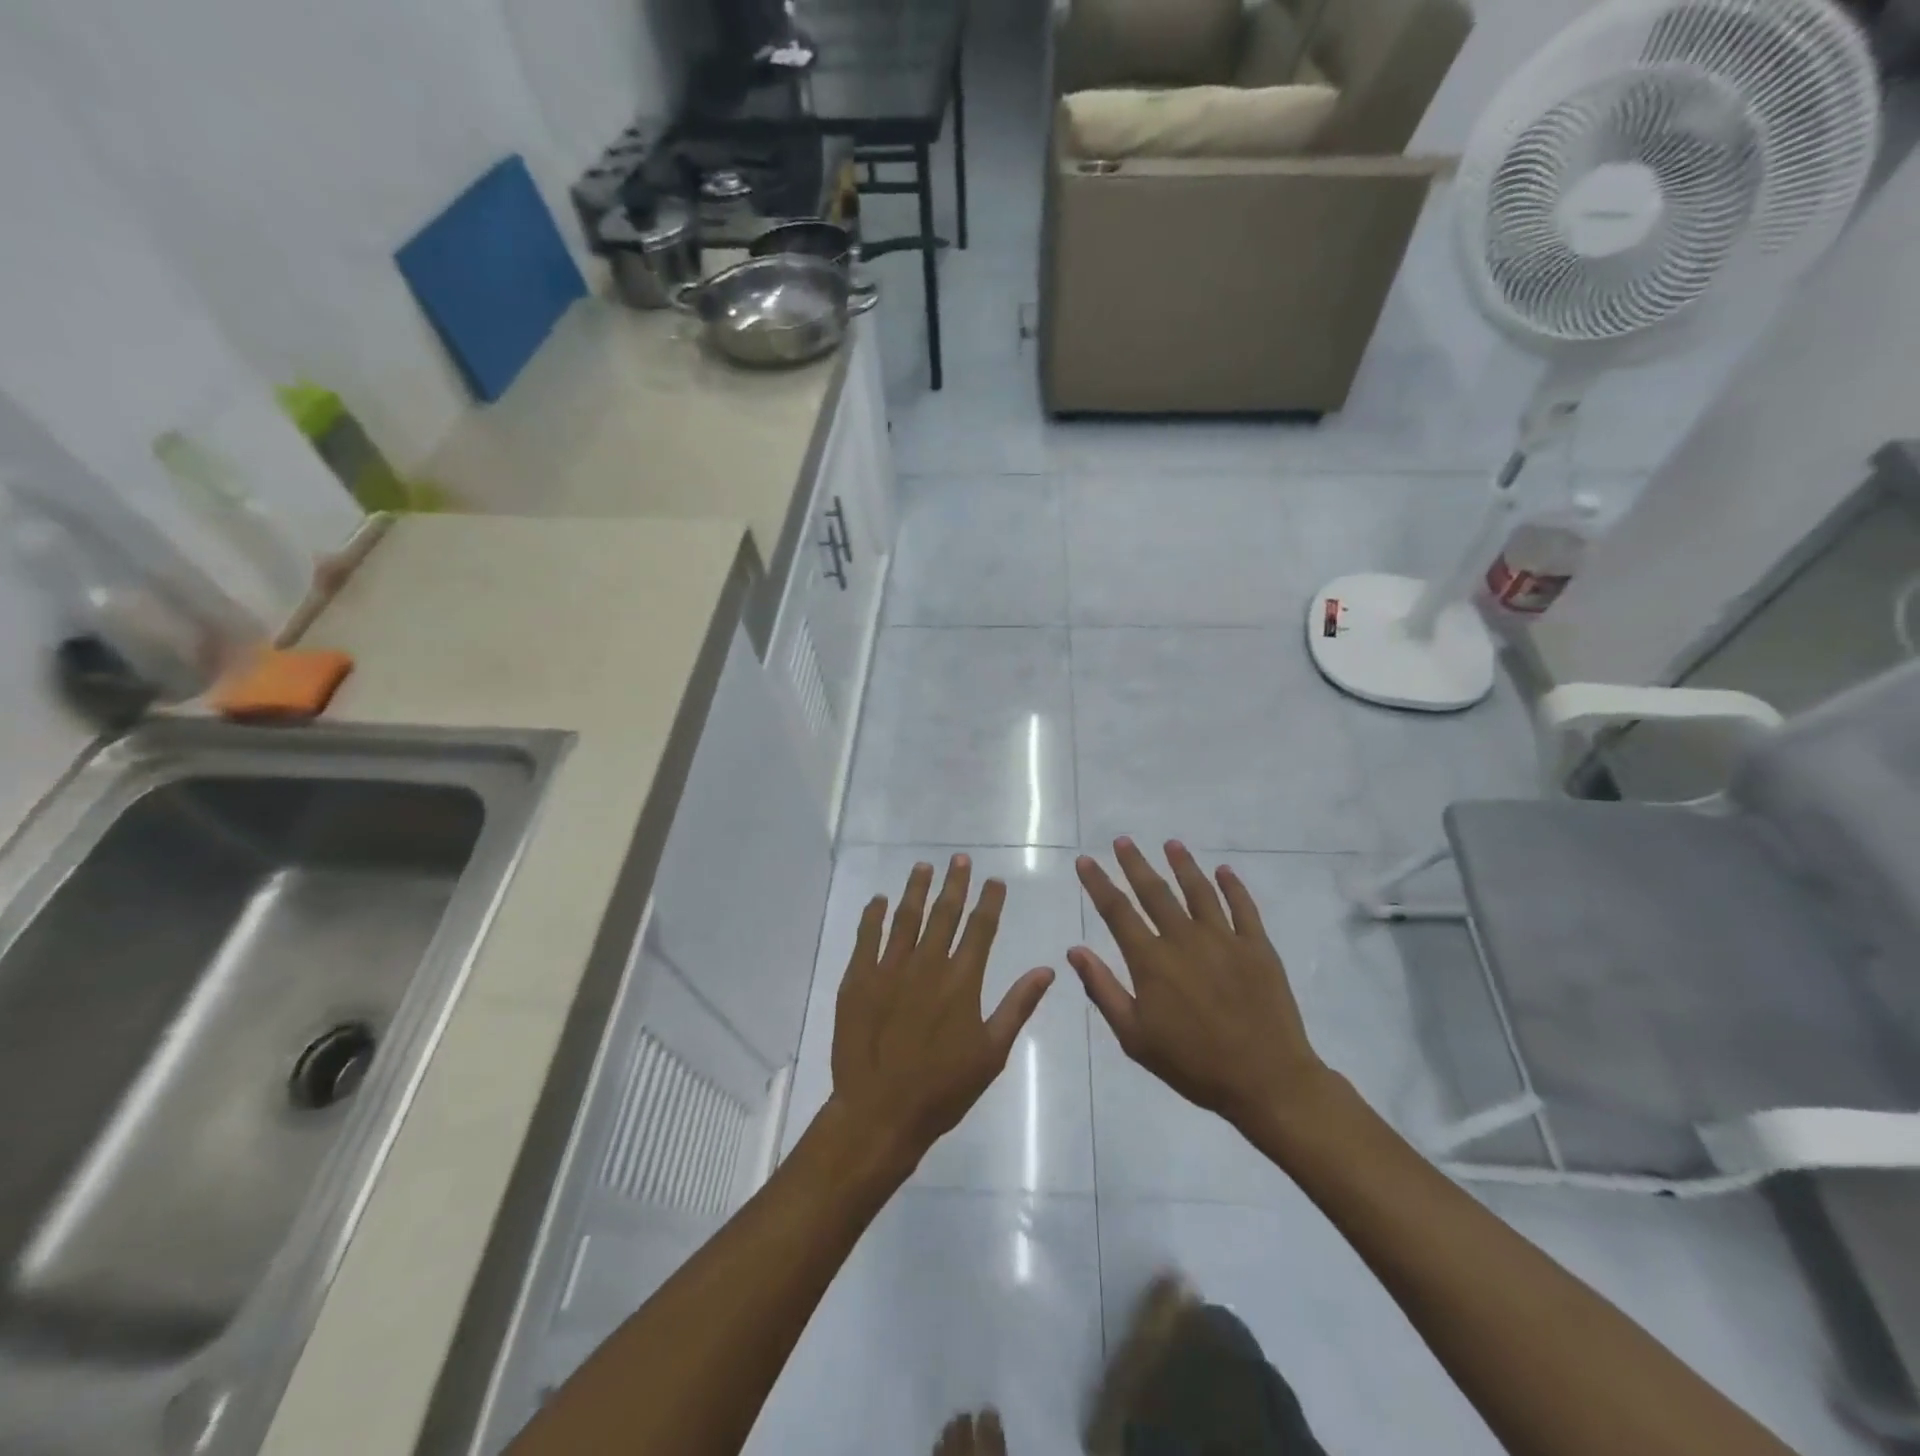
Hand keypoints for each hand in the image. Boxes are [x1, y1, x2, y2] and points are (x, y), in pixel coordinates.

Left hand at [829, 855, 1054, 1170]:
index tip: (994, 880)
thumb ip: (1017, 1006)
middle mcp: (927, 964)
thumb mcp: (992, 1052)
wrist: (881, 1112)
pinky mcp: (858, 979)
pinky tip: (878, 899)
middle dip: (954, 883)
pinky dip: (873, 915)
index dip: (989, 901)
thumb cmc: (943, 1088)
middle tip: (959, 858)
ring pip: (905, 917)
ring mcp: (889, 969)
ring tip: (923, 866)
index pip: (981, 928)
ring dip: (916, 889)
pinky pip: (866, 937)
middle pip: (944, 913)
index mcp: (962, 981)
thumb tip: (1047, 969)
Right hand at [1071, 838, 1334, 1135]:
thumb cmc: (1193, 1064)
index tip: (1085, 861)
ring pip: (1198, 891)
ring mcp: (1224, 939)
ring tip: (1171, 844)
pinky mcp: (1257, 947)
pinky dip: (1232, 886)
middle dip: (1135, 864)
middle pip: (1154, 891)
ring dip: (1182, 864)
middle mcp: (1184, 939)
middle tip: (1123, 840)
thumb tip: (1075, 951)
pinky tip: (1223, 870)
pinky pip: (1243, 907)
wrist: (1266, 1081)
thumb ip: (1103, 990)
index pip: (1117, 911)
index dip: (1098, 883)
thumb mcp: (1135, 1037)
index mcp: (1151, 961)